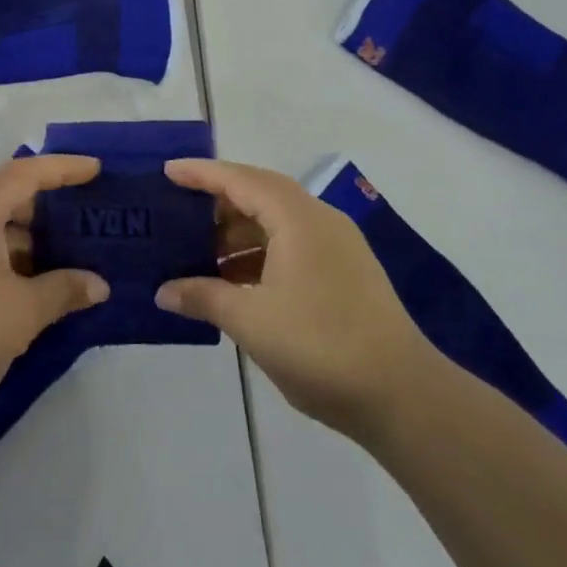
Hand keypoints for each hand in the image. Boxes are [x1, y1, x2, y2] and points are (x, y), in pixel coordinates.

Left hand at [0, 155, 110, 433]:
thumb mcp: (23, 312)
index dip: (63, 168)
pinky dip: (5, 260)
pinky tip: (28, 287)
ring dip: (28, 240)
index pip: (25, 173)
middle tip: (86, 222)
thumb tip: (98, 285)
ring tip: (66, 259)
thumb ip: (64, 290)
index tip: (97, 170)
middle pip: (6, 197)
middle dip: (48, 209)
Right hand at [155, 159, 442, 441]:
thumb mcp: (251, 321)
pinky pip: (291, 247)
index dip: (201, 173)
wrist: (402, 395)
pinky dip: (258, 256)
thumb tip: (163, 291)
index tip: (167, 171)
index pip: (241, 180)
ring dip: (237, 235)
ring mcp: (336, 247)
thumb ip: (204, 298)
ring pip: (276, 224)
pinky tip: (234, 282)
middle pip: (260, 195)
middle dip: (217, 203)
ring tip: (197, 253)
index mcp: (298, 219)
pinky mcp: (343, 273)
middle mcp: (319, 221)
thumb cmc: (320, 346)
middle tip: (177, 214)